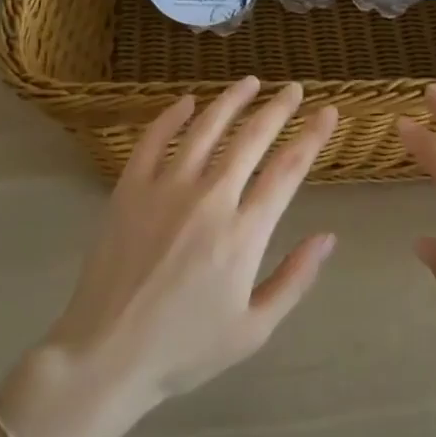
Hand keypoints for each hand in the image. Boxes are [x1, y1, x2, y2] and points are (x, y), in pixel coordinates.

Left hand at [39, 77, 339, 414]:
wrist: (107, 354)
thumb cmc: (185, 348)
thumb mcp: (254, 328)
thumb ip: (294, 279)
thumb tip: (328, 238)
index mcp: (244, 233)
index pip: (288, 169)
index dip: (312, 136)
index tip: (328, 113)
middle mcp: (209, 199)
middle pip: (251, 139)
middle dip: (278, 108)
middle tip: (293, 88)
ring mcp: (165, 189)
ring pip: (206, 129)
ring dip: (231, 101)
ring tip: (250, 82)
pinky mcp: (129, 189)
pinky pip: (153, 140)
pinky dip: (172, 116)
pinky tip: (187, 101)